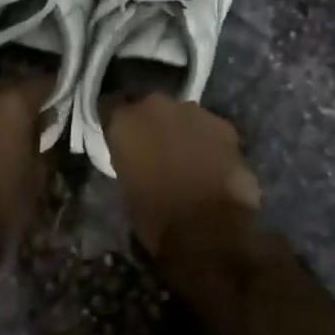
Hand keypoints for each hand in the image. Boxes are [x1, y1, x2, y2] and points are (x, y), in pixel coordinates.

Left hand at [0, 78, 53, 255]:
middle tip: (26, 128)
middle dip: (17, 105)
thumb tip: (40, 124)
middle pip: (6, 90)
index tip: (58, 109)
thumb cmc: (2, 208)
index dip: (54, 95)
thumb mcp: (38, 173)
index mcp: (12, 102)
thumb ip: (41, 137)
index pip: (44, 82)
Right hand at [104, 94, 259, 254]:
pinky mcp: (224, 125)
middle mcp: (157, 105)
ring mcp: (194, 111)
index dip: (116, 121)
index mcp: (125, 120)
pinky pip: (210, 129)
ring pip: (183, 116)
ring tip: (186, 158)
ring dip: (182, 130)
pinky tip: (211, 165)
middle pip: (150, 106)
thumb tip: (139, 155)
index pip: (111, 106)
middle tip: (154, 147)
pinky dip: (208, 142)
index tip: (119, 135)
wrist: (206, 228)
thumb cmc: (155, 215)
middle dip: (151, 123)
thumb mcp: (126, 186)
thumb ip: (130, 157)